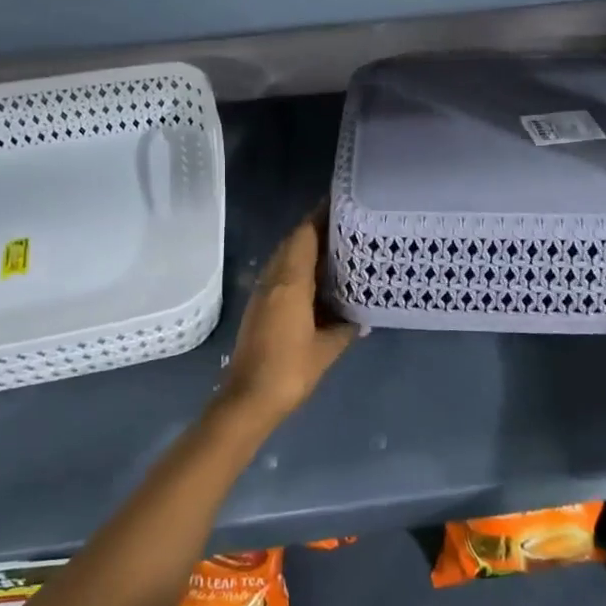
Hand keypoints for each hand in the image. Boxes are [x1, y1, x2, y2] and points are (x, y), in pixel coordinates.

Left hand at [219, 209, 359, 422]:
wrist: (247, 399)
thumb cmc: (289, 371)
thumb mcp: (326, 349)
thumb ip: (344, 329)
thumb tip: (359, 319)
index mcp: (290, 283)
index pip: (303, 236)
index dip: (319, 218)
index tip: (339, 205)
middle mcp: (273, 280)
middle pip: (292, 243)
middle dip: (315, 231)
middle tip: (344, 227)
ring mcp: (262, 294)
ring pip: (284, 258)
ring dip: (304, 249)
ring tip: (335, 249)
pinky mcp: (258, 308)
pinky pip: (280, 275)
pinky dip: (297, 268)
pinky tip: (316, 281)